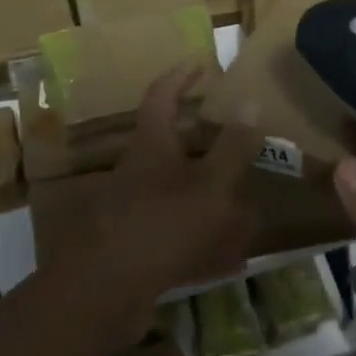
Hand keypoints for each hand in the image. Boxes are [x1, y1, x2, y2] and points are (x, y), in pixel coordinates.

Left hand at [96, 67, 259, 319]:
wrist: (104, 292)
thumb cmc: (163, 225)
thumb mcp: (210, 184)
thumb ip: (232, 147)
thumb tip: (250, 101)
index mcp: (151, 146)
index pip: (162, 95)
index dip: (180, 76)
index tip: (200, 63)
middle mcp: (135, 170)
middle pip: (164, 142)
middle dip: (197, 137)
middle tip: (229, 134)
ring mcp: (129, 208)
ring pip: (170, 187)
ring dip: (202, 188)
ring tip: (239, 197)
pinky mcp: (130, 244)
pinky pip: (171, 229)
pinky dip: (198, 234)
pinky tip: (225, 256)